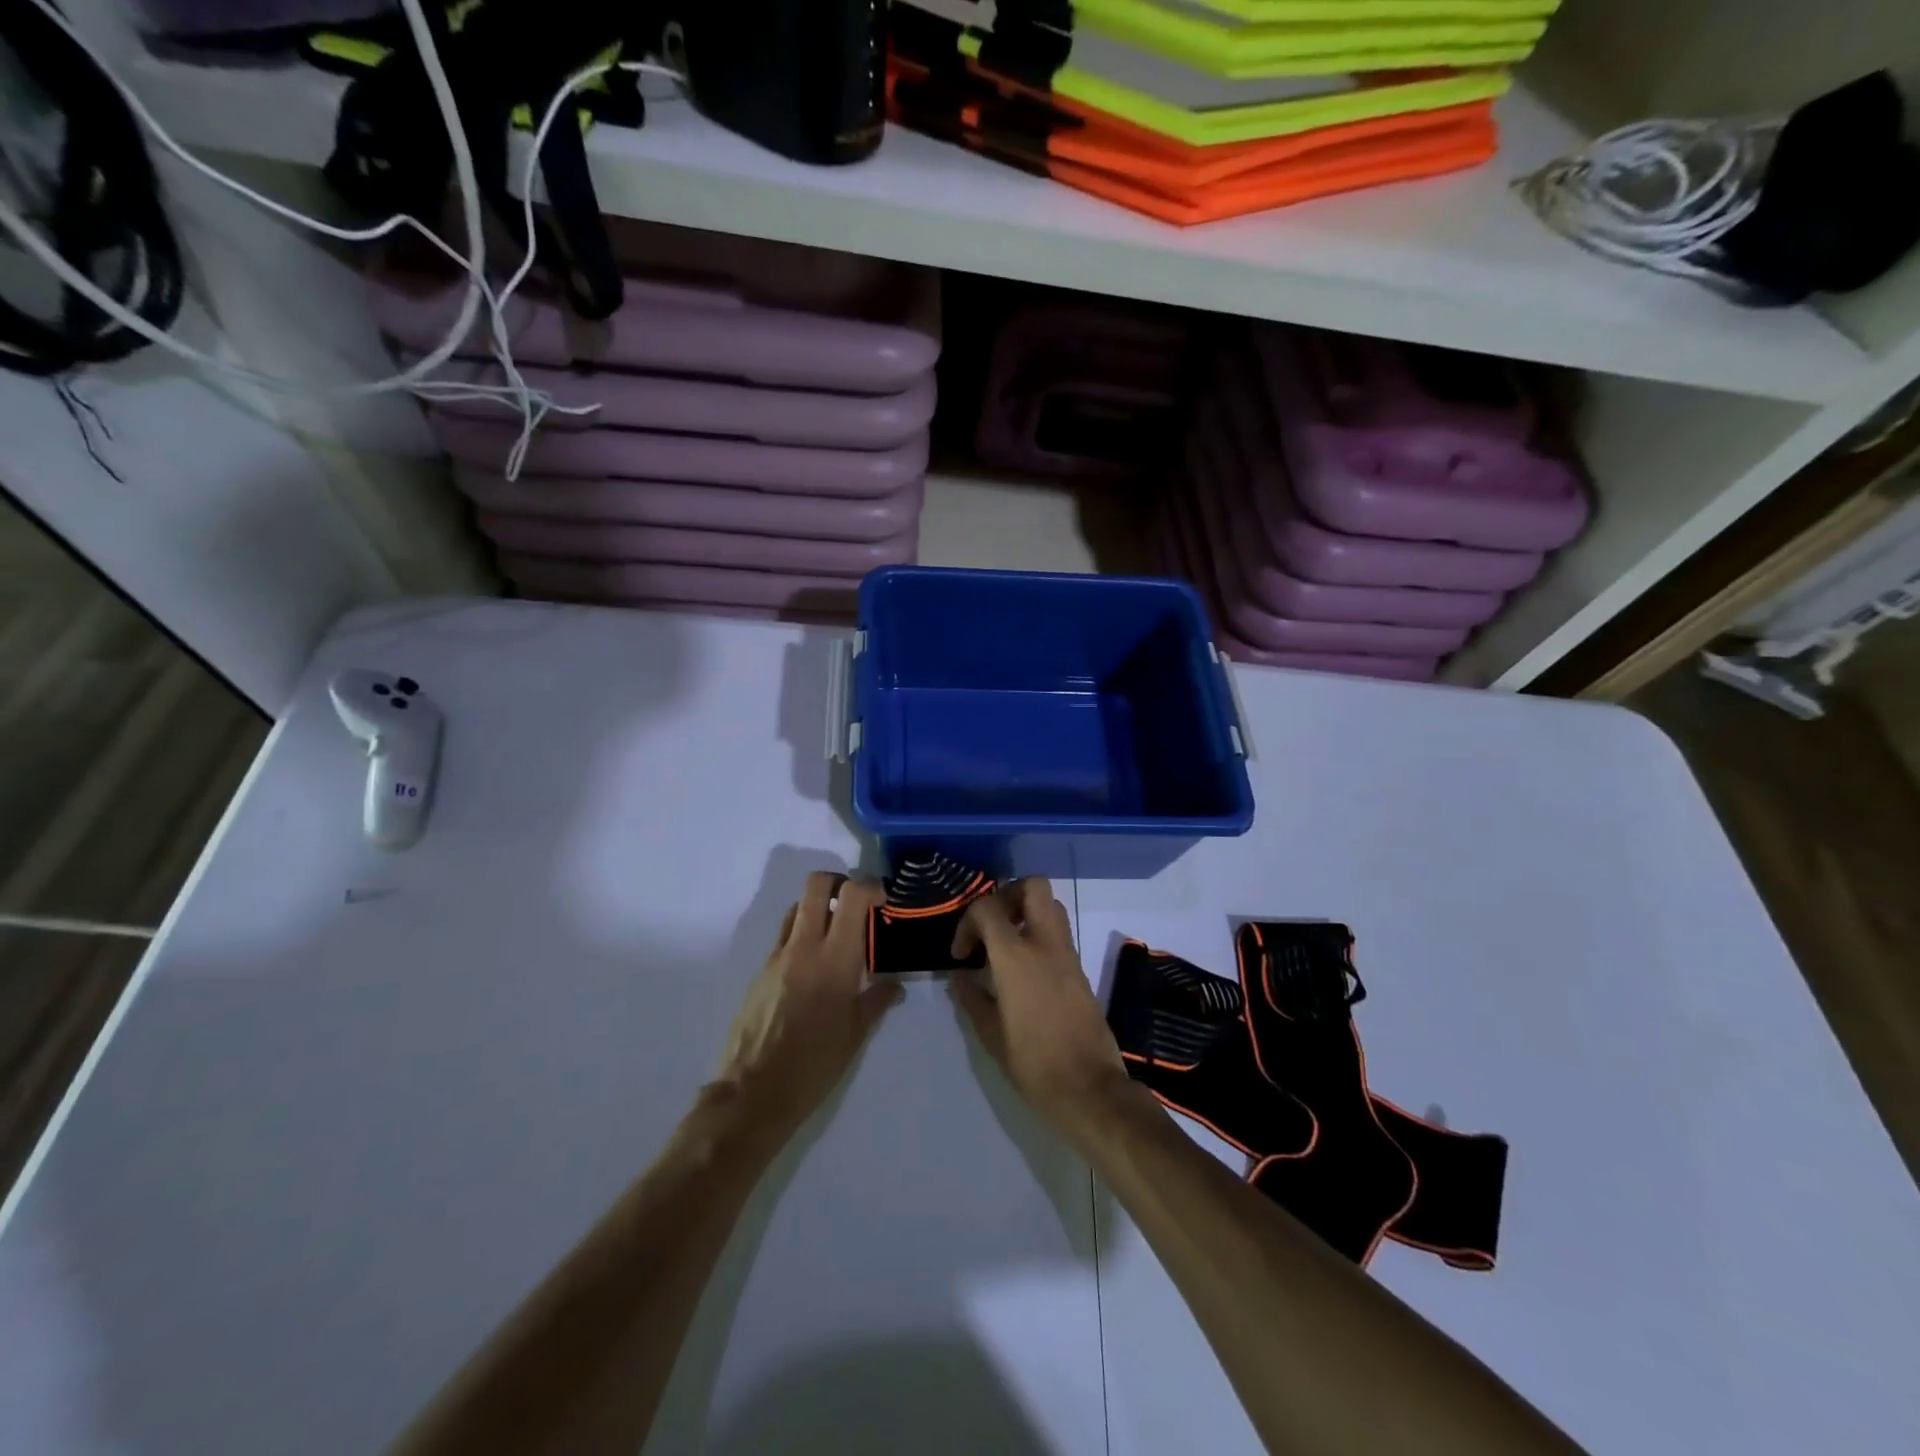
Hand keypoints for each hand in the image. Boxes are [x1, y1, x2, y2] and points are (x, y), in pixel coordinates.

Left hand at [718, 873, 901, 1146]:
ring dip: (819, 908)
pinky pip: (784, 938)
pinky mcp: (760, 971)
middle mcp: (805, 946)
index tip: (883, 901)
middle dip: (840, 882)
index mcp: (836, 958)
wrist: (753, 1092)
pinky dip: (802, 937)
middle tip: (856, 903)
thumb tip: (895, 986)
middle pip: (817, 885)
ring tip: (835, 934)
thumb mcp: (856, 1035)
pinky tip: (812, 969)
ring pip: (798, 908)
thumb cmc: (814, 1064)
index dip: (871, 886)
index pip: (853, 896)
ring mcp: (778, 956)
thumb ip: (877, 1001)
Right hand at [947, 878, 1131, 1142]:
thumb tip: (961, 978)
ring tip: (1005, 944)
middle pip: (1033, 886)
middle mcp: (1045, 944)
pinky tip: (1023, 968)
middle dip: (1007, 895)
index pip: (988, 908)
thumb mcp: (991, 1035)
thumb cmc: (1034, 1064)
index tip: (962, 955)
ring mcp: (1067, 954)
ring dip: (1026, 912)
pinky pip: (1059, 932)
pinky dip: (1039, 934)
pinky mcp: (1080, 969)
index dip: (967, 922)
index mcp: (1016, 957)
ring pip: (1051, 905)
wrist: (1089, 1088)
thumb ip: (973, 998)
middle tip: (991, 926)